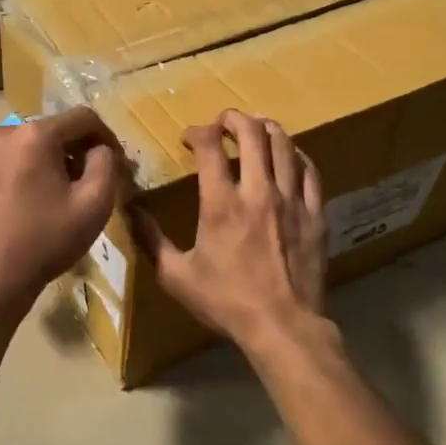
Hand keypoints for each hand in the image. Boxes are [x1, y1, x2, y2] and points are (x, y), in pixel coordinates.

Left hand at [0, 107, 123, 312]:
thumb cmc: (46, 241)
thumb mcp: (94, 203)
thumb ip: (105, 164)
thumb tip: (99, 149)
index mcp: (33, 135)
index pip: (83, 118)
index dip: (107, 137)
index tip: (117, 164)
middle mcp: (2, 132)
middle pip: (53, 130)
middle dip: (77, 150)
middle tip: (90, 181)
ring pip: (29, 144)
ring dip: (51, 160)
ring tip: (60, 193)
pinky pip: (7, 160)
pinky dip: (26, 171)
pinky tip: (31, 201)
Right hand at [137, 110, 326, 351]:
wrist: (283, 326)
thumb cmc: (226, 301)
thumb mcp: (176, 276)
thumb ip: (151, 240)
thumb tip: (129, 211)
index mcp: (221, 203)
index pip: (210, 146)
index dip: (197, 132)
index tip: (189, 138)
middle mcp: (258, 191)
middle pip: (252, 133)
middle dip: (234, 119)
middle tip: (223, 121)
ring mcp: (292, 200)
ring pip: (284, 145)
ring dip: (267, 128)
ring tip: (256, 127)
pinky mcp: (315, 213)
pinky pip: (310, 170)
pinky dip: (296, 155)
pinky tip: (289, 155)